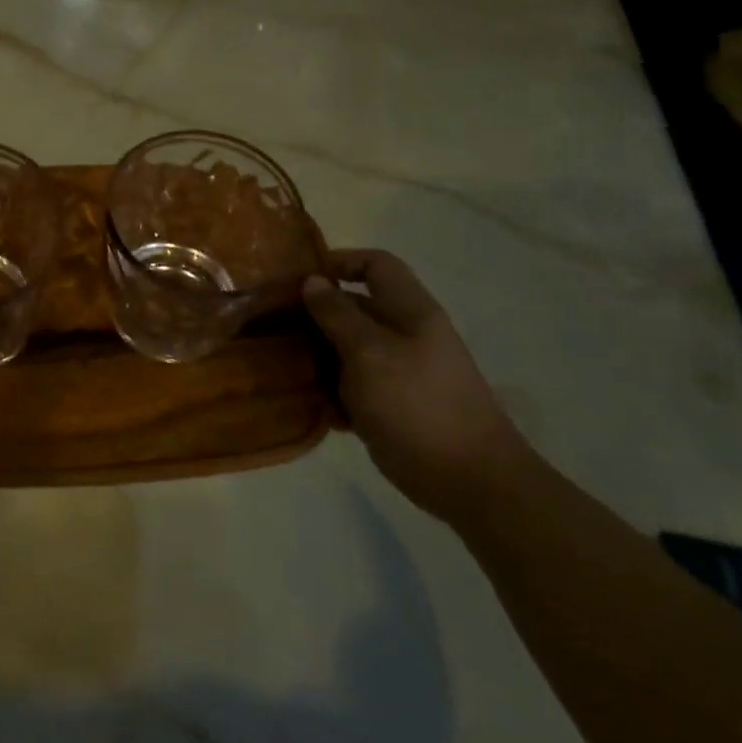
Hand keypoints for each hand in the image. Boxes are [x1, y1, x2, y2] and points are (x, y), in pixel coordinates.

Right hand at [302, 250, 529, 521]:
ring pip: (348, 350)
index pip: (376, 265)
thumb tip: (312, 281)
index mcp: (410, 312)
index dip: (339, 262)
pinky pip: (352, 387)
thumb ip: (338, 315)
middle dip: (315, 315)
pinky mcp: (391, 405)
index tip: (297, 279)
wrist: (468, 480)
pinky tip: (307, 403)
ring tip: (281, 366)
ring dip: (317, 356)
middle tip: (273, 326)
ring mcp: (399, 372)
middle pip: (355, 308)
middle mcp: (405, 335)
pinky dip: (330, 392)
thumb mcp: (370, 353)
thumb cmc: (418, 405)